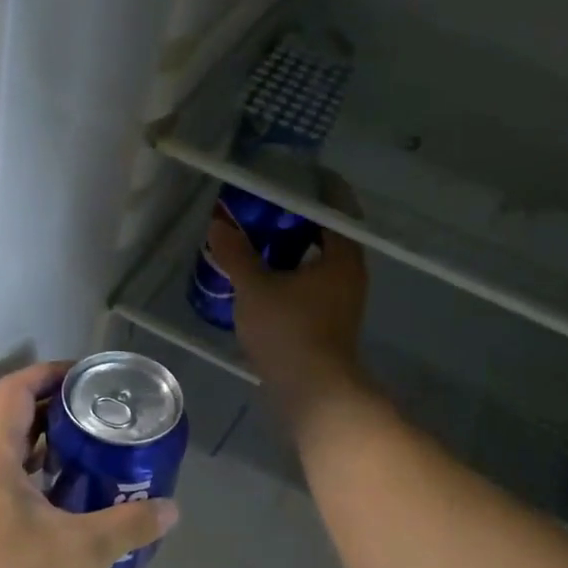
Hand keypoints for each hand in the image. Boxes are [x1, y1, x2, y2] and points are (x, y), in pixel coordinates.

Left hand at [0, 361, 178, 567]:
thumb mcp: (83, 552)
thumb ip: (129, 524)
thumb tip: (171, 509)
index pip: (14, 392)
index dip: (48, 375)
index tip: (85, 377)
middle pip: (9, 421)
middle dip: (54, 412)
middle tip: (99, 418)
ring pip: (4, 457)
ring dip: (44, 450)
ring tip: (90, 455)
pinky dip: (32, 482)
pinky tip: (65, 506)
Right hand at [206, 189, 368, 410]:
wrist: (313, 392)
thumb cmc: (289, 332)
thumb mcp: (255, 288)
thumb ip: (236, 254)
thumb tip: (218, 224)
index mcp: (342, 256)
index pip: (335, 207)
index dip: (316, 188)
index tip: (292, 174)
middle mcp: (349, 274)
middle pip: (327, 234)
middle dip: (298, 219)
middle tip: (265, 206)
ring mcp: (342, 301)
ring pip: (318, 262)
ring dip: (293, 249)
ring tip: (259, 240)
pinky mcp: (329, 322)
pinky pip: (311, 284)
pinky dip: (291, 274)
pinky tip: (264, 278)